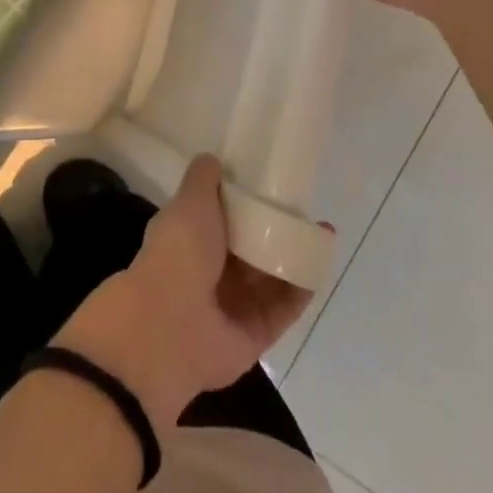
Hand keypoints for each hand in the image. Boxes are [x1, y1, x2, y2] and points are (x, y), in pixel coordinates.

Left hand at [53, 156, 315, 432]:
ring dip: (295, 256)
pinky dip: (302, 288)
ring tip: (323, 232)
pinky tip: (319, 262)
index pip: (223, 219)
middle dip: (277, 230)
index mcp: (190, 241)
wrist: (170, 327)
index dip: (247, 202)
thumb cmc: (178, 254)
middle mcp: (210, 274)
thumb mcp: (189, 202)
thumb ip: (203, 180)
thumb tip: (213, 159)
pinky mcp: (256, 333)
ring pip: (271, 278)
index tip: (273, 185)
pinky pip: (284, 307)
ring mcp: (233, 306)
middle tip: (305, 209)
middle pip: (251, 249)